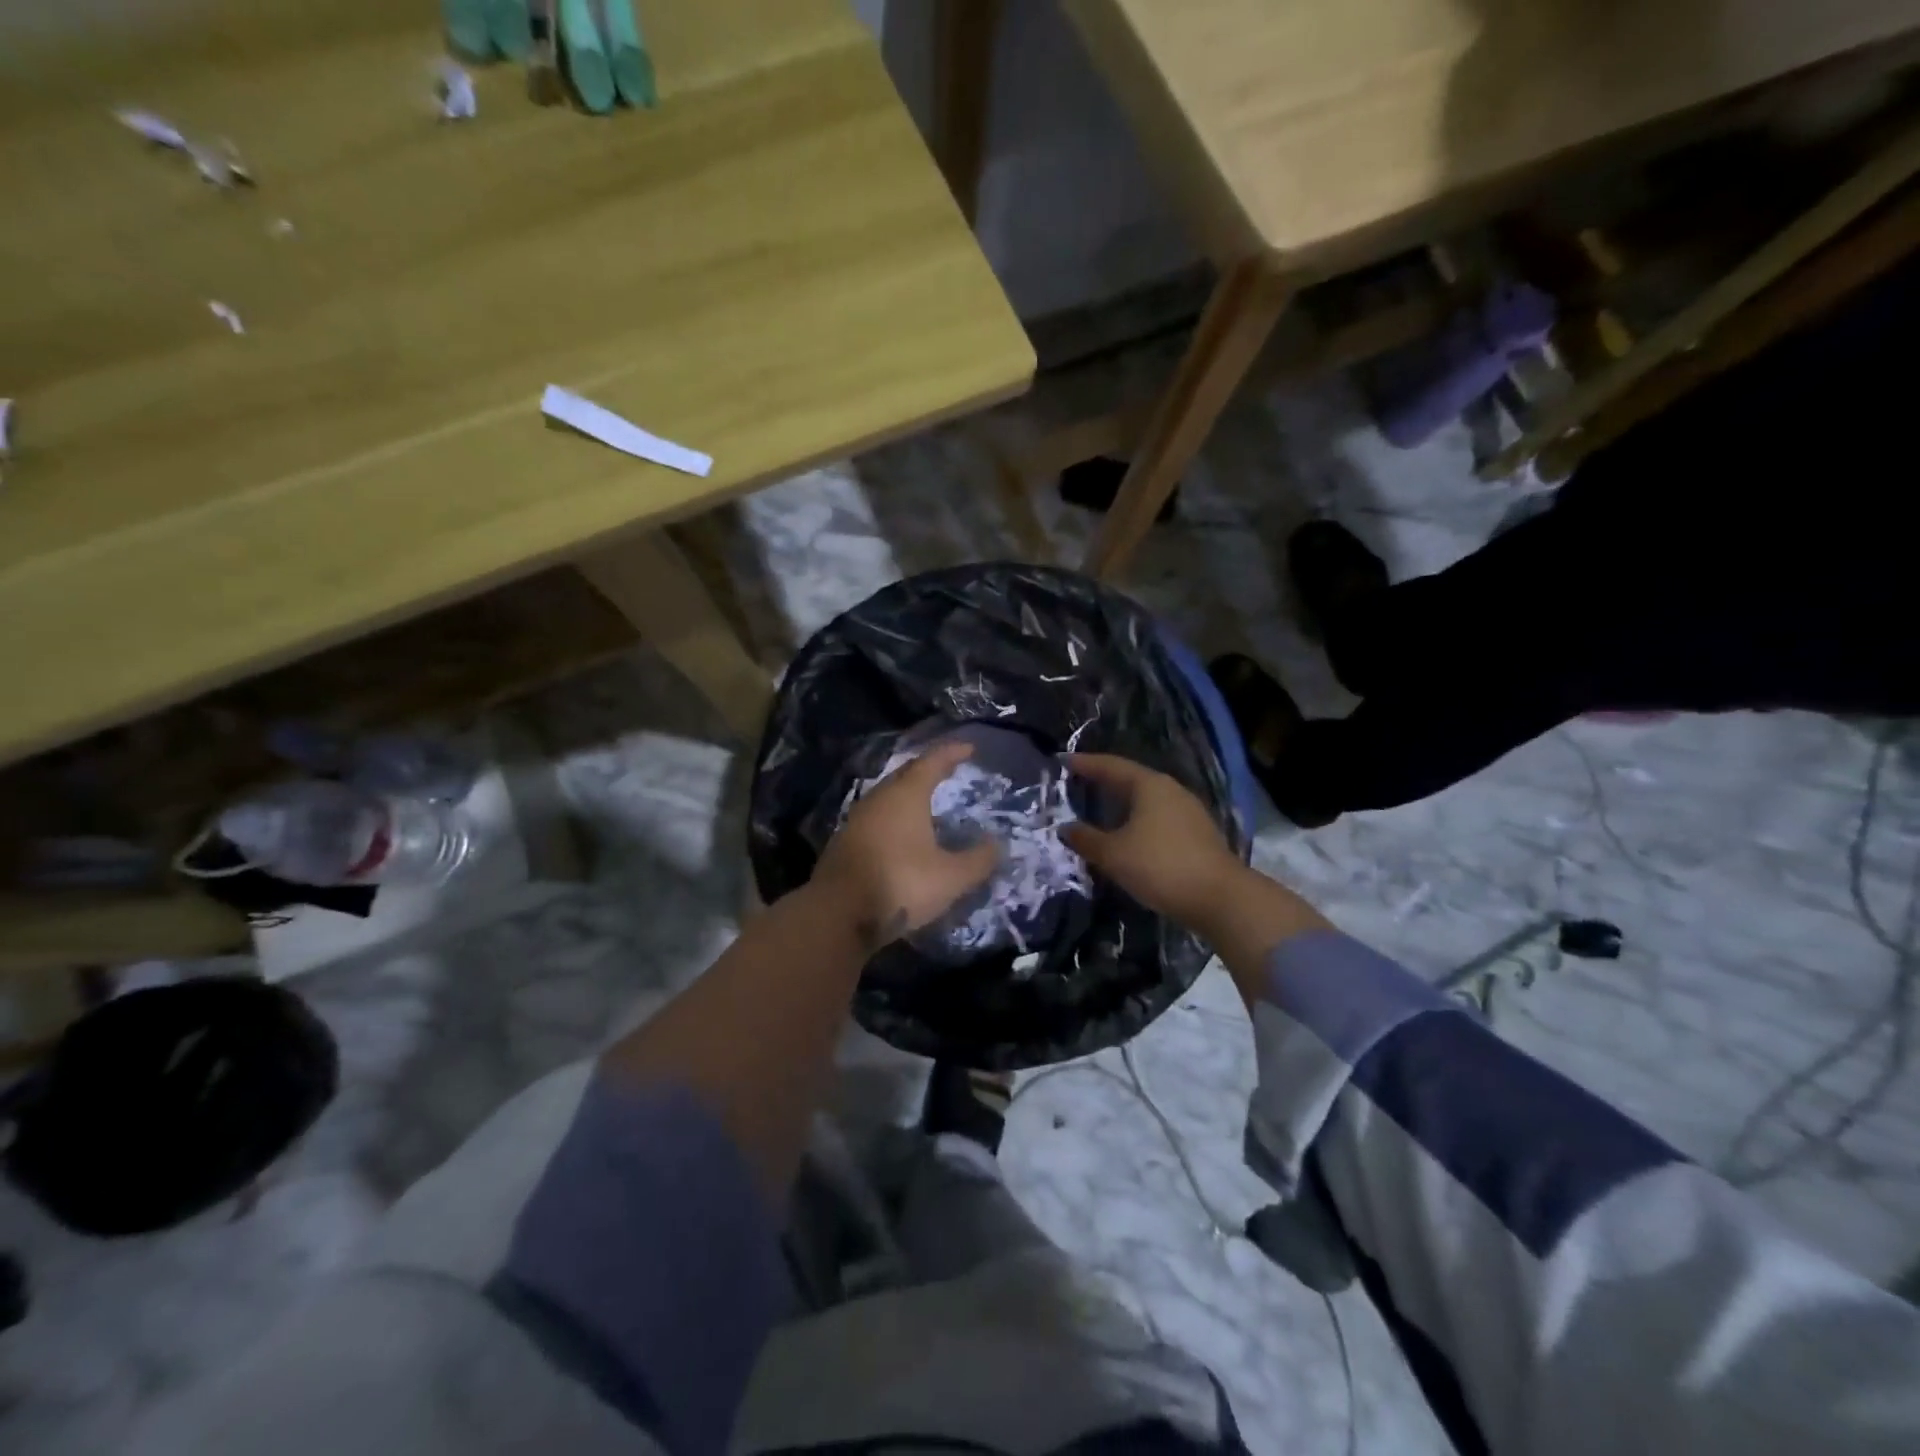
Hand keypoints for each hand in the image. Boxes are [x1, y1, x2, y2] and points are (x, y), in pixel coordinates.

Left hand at [814, 741, 999, 951]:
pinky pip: (875, 818)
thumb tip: (997, 844)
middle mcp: (878, 799)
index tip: (969, 748)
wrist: (837, 914)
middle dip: (928, 770)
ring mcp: (857, 820)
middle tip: (947, 771)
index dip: (951, 753)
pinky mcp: (844, 843)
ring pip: (887, 796)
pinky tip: (901, 834)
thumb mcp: (951, 877)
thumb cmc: (900, 884)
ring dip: (908, 794)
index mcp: (905, 796)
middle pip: (905, 775)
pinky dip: (893, 817)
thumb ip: (978, 860)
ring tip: (926, 802)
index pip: (931, 762)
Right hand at [1062, 753, 1247, 928]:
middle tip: (1077, 782)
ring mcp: (1188, 812)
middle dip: (1103, 781)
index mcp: (1149, 785)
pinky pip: (1158, 817)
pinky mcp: (1197, 834)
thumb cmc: (1161, 866)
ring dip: (1122, 803)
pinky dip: (1137, 820)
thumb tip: (1065, 828)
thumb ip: (1086, 839)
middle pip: (1130, 779)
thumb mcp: (1114, 854)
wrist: (1220, 899)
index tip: (1062, 761)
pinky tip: (1127, 833)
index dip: (1085, 763)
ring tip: (1098, 808)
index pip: (1111, 766)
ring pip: (1146, 800)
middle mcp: (1171, 790)